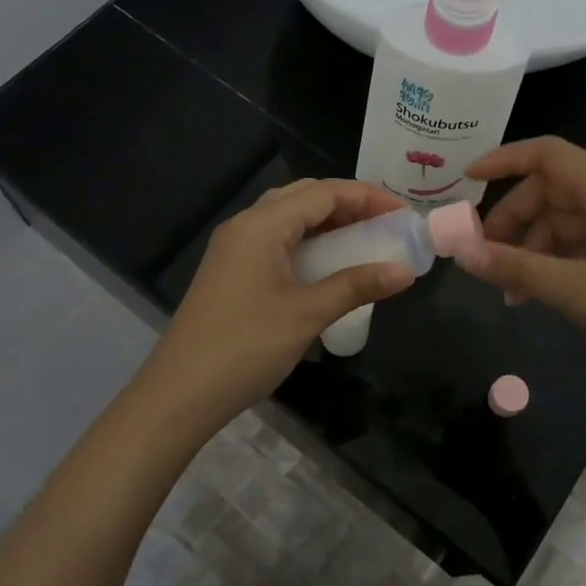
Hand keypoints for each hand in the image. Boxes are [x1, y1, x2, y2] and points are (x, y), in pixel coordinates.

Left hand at [130, 179, 415, 442]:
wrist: (179, 393)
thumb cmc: (246, 347)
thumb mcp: (307, 314)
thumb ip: (357, 285)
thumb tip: (405, 271)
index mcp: (261, 225)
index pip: (323, 192)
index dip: (367, 197)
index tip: (403, 214)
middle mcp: (245, 225)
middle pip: (304, 197)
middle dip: (348, 204)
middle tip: (386, 225)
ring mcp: (234, 248)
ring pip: (288, 218)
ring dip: (327, 223)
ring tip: (364, 240)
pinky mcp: (230, 271)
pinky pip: (276, 240)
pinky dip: (308, 242)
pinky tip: (328, 265)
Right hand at [454, 138, 585, 404]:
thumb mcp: (578, 292)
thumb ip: (517, 268)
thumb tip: (461, 252)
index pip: (550, 156)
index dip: (505, 160)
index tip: (466, 181)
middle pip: (552, 192)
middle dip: (513, 220)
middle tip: (482, 255)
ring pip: (565, 223)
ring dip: (531, 249)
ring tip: (507, 290)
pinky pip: (583, 247)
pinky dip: (554, 265)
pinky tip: (536, 296)